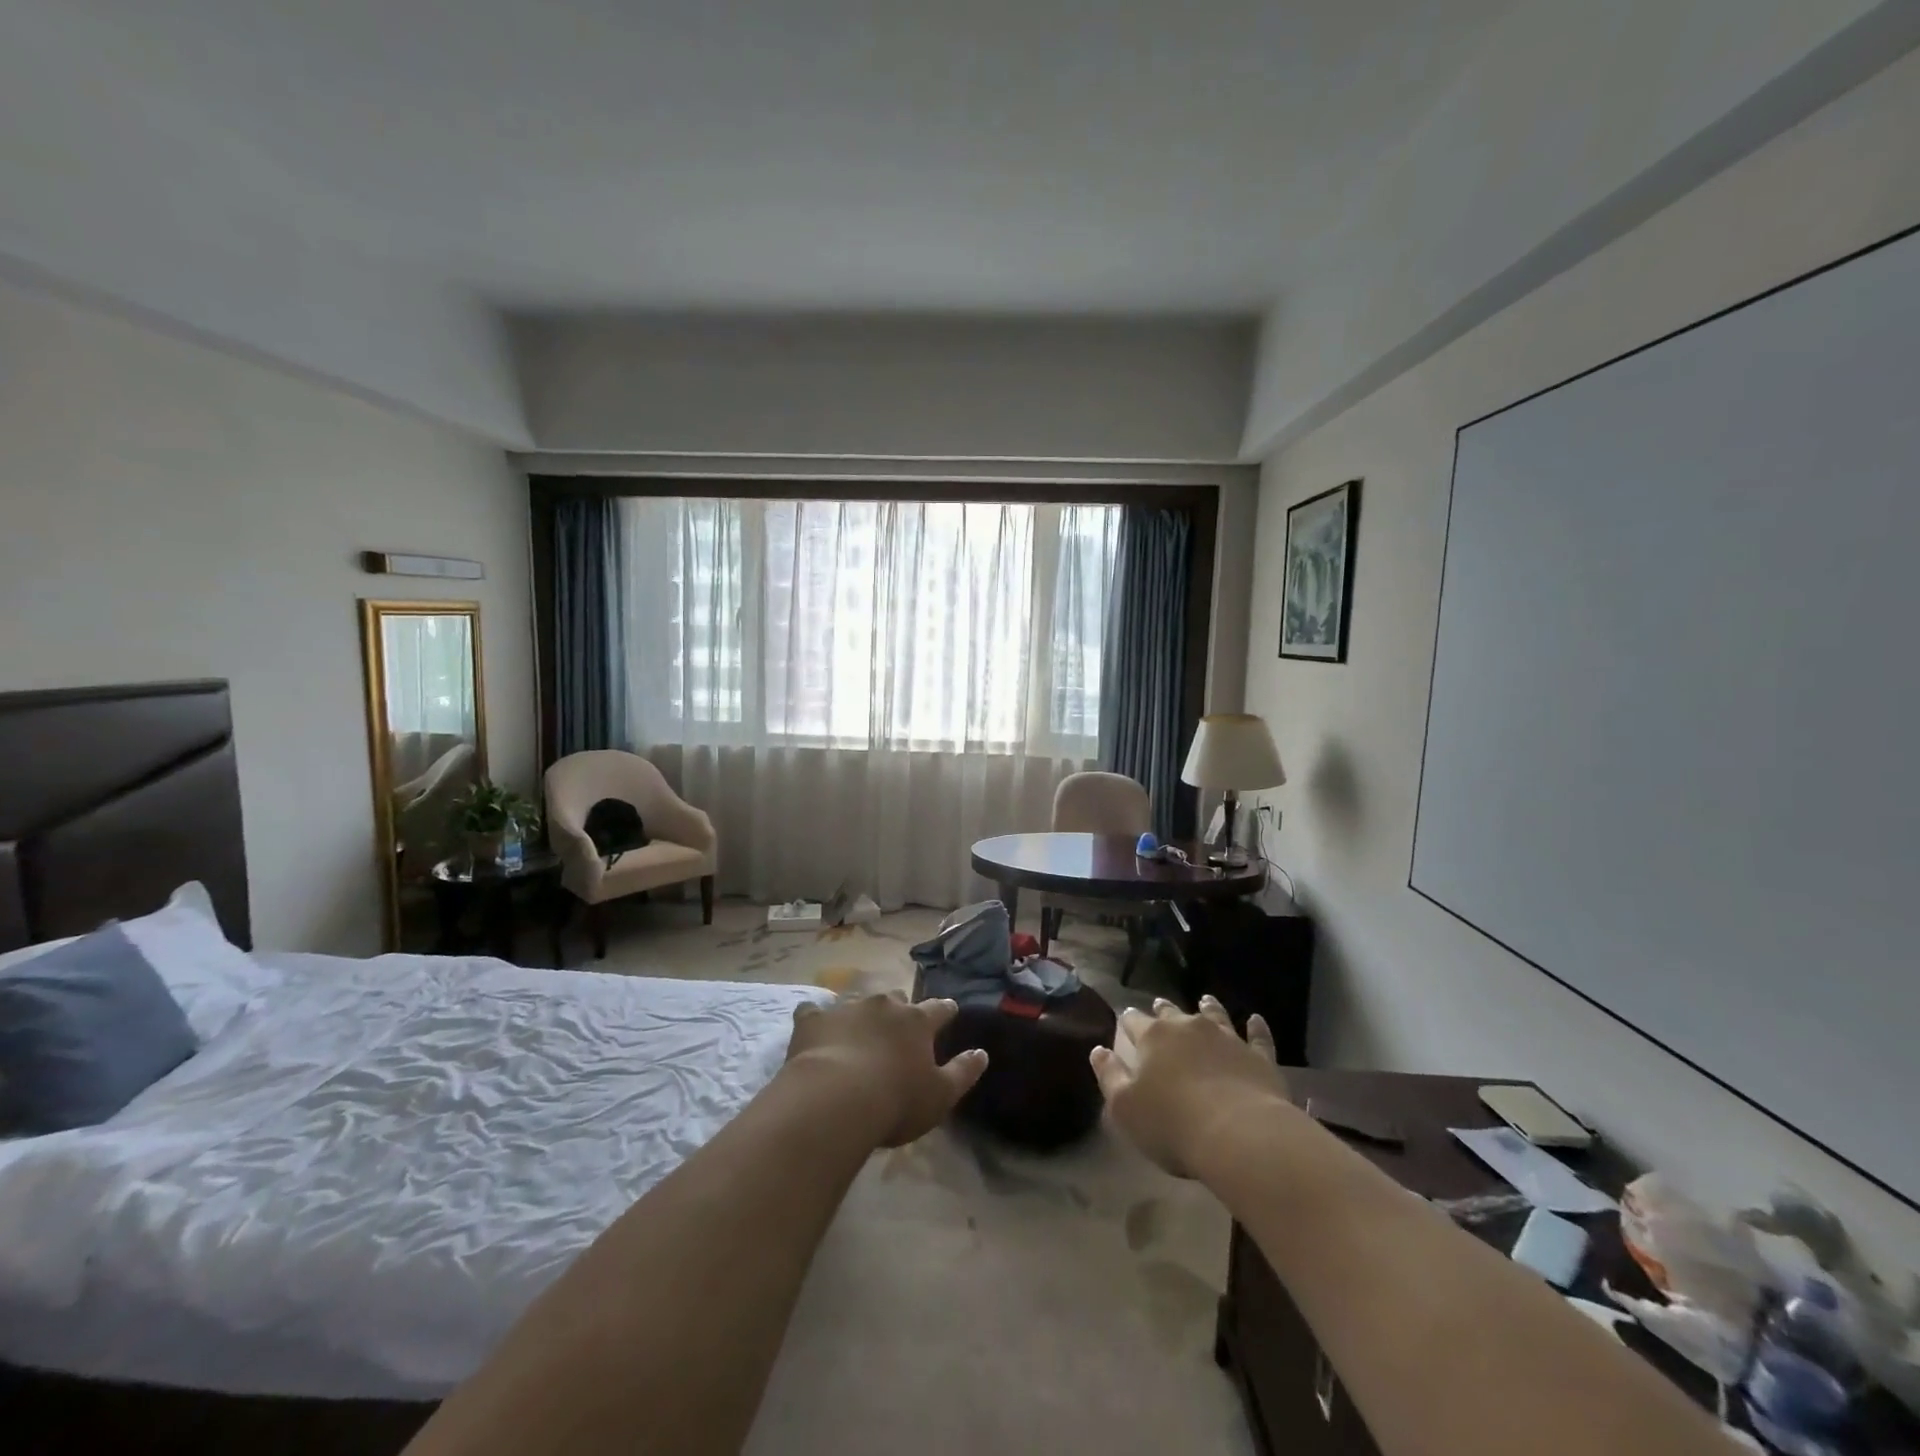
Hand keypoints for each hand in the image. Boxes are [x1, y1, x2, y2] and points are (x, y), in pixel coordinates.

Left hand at [785, 993, 988, 1148]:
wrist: (835, 1100)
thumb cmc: (895, 1101)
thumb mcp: (940, 1095)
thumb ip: (963, 1072)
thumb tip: (982, 1053)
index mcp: (917, 1021)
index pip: (939, 1008)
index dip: (945, 1010)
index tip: (949, 1012)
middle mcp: (884, 1005)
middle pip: (897, 999)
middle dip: (900, 1009)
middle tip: (898, 1027)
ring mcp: (847, 1008)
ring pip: (858, 1002)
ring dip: (861, 1014)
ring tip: (858, 1030)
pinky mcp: (813, 1020)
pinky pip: (814, 1012)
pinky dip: (817, 1020)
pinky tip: (814, 1029)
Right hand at [1092, 996, 1288, 1177]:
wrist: (1239, 1135)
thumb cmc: (1172, 1124)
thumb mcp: (1124, 1107)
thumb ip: (1109, 1075)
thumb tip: (1098, 1050)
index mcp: (1153, 1037)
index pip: (1134, 1021)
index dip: (1128, 1020)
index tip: (1125, 1019)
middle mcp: (1188, 1027)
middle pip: (1172, 1012)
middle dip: (1163, 1009)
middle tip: (1160, 1005)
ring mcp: (1227, 1038)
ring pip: (1214, 1015)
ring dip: (1208, 1007)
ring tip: (1205, 1000)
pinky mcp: (1258, 1056)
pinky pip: (1258, 1036)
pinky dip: (1256, 1027)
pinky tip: (1256, 1020)